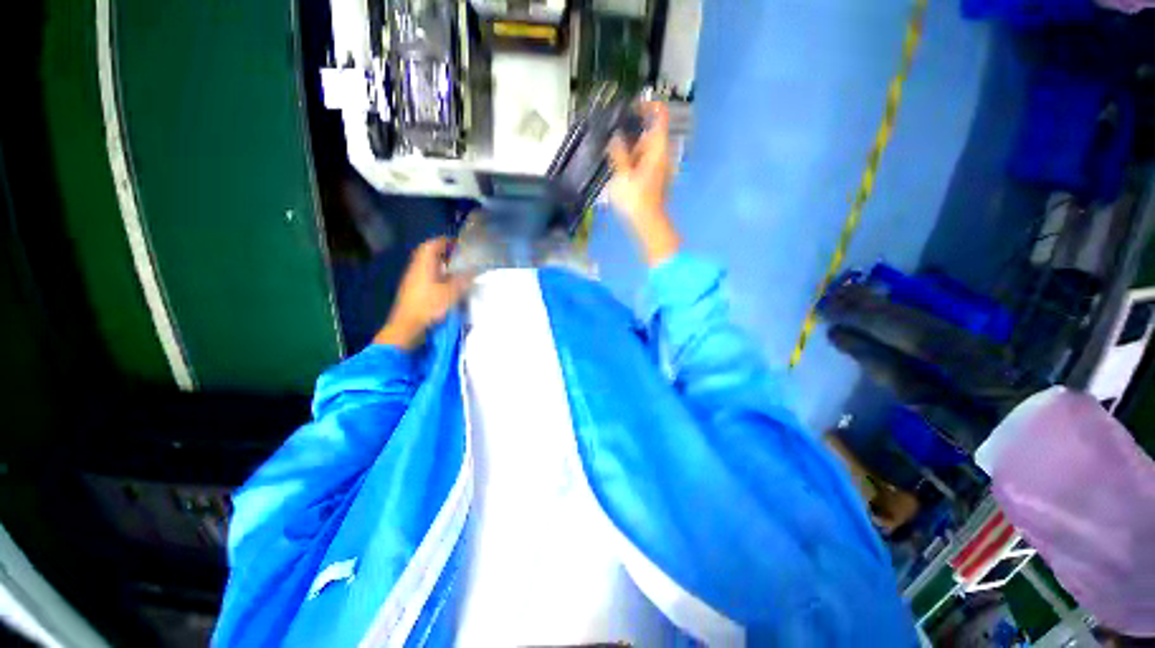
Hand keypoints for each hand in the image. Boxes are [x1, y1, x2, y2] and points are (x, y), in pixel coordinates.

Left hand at [374, 237, 471, 349]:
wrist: (407, 326)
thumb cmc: (429, 306)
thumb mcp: (452, 292)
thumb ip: (464, 279)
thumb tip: (475, 269)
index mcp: (424, 264)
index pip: (433, 244)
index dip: (446, 241)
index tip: (460, 244)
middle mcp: (416, 268)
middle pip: (429, 254)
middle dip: (444, 252)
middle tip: (460, 257)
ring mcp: (413, 279)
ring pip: (428, 265)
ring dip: (441, 264)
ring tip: (457, 270)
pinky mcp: (414, 290)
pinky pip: (427, 275)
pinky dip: (438, 274)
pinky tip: (447, 284)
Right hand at [607, 101, 680, 265]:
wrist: (648, 224)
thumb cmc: (636, 199)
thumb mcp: (623, 175)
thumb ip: (619, 153)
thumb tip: (615, 137)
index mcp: (658, 148)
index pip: (660, 115)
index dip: (647, 105)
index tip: (629, 107)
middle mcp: (662, 154)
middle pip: (649, 133)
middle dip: (631, 134)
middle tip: (611, 139)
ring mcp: (659, 167)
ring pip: (644, 149)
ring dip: (629, 150)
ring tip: (611, 157)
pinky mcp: (654, 178)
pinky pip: (643, 162)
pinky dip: (632, 161)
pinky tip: (618, 170)